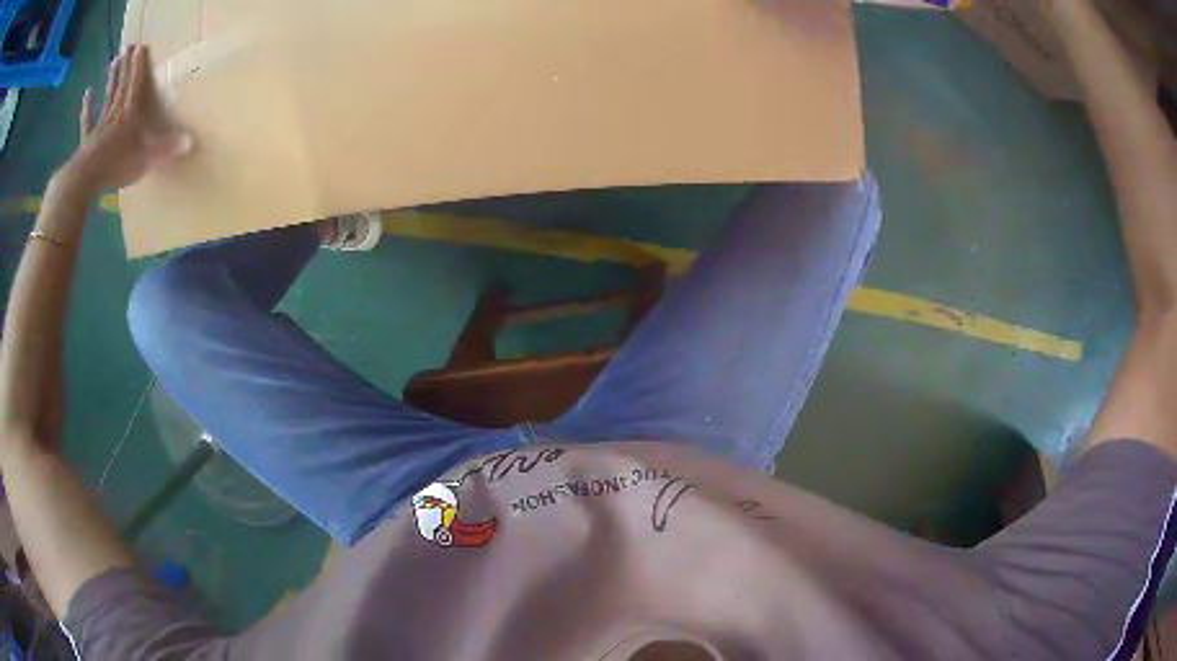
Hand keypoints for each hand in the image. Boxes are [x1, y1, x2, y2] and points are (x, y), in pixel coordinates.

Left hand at [61, 45, 192, 191]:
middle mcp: (115, 113)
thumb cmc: (114, 167)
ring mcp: (99, 126)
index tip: (141, 47)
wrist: (84, 180)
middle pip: (122, 85)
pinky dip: (87, 107)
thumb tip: (191, 141)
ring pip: (107, 97)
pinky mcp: (86, 140)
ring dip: (111, 79)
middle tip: (128, 46)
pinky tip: (87, 94)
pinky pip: (87, 120)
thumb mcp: (144, 160)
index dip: (139, 66)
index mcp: (129, 114)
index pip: (136, 84)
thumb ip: (165, 150)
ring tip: (114, 61)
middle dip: (125, 66)